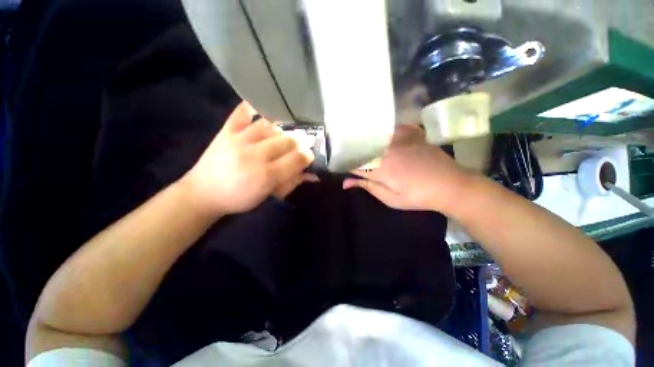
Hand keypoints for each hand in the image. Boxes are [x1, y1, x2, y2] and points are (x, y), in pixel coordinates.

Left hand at [181, 102, 314, 216]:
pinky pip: (242, 112)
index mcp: (267, 175)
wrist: (203, 193)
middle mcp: (255, 155)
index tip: (308, 157)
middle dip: (297, 144)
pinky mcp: (226, 131)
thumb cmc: (240, 198)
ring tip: (280, 137)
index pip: (297, 159)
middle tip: (296, 149)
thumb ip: (291, 183)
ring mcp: (239, 140)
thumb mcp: (268, 195)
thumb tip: (312, 175)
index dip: (307, 156)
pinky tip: (261, 109)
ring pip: (270, 126)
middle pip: (287, 141)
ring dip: (280, 131)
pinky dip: (252, 106)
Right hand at [343, 124, 472, 213]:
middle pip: (361, 146)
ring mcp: (399, 139)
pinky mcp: (411, 133)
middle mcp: (386, 150)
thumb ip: (367, 187)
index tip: (338, 164)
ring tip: (359, 144)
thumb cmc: (418, 196)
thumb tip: (345, 183)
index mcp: (379, 168)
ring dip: (365, 141)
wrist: (452, 185)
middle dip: (351, 151)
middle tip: (346, 154)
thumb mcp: (390, 198)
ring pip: (374, 136)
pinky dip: (384, 132)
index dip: (343, 163)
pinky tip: (382, 136)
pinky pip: (391, 129)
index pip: (353, 162)